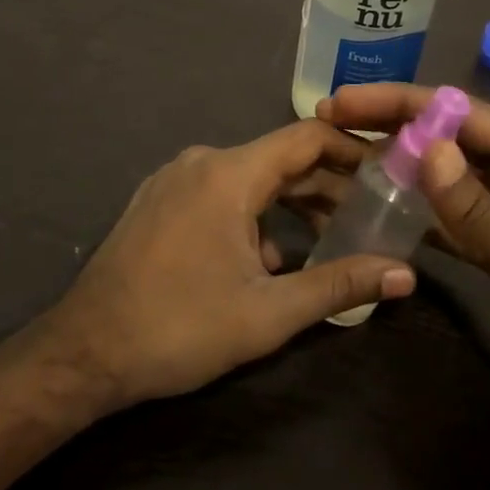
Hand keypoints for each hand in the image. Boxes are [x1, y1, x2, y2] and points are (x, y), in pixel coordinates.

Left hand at [37, 121, 417, 409]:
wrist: (83, 352)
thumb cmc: (179, 328)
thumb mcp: (268, 313)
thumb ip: (339, 286)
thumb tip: (405, 275)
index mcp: (229, 173)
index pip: (307, 137)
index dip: (353, 150)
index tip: (388, 172)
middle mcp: (202, 161)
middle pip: (280, 158)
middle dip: (327, 185)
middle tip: (369, 215)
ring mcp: (174, 178)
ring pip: (250, 177)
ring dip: (291, 204)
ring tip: (327, 240)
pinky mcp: (158, 200)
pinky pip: (220, 192)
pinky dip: (253, 214)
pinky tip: (266, 259)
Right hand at [320, 85, 489, 449]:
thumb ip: (479, 209)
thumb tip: (425, 147)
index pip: (465, 116)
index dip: (402, 104)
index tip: (343, 103)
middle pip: (454, 141)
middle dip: (395, 129)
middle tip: (331, 124)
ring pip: (452, 180)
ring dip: (404, 168)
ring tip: (346, 160)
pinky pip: (458, 222)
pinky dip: (423, 214)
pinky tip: (384, 211)